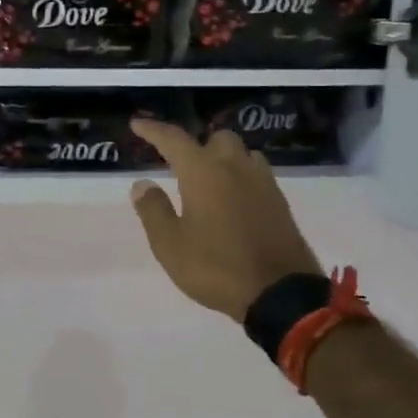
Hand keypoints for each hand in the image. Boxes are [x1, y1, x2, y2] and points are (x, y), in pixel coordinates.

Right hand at [129, 119, 321, 321]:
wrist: (279, 293)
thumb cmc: (215, 267)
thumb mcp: (170, 245)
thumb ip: (153, 210)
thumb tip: (143, 184)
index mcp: (204, 173)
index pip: (174, 140)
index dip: (153, 130)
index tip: (137, 124)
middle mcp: (236, 168)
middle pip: (217, 139)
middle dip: (197, 146)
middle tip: (181, 167)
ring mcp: (263, 184)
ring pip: (242, 155)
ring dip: (224, 160)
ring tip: (210, 183)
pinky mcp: (280, 203)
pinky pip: (257, 176)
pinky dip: (241, 178)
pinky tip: (234, 201)